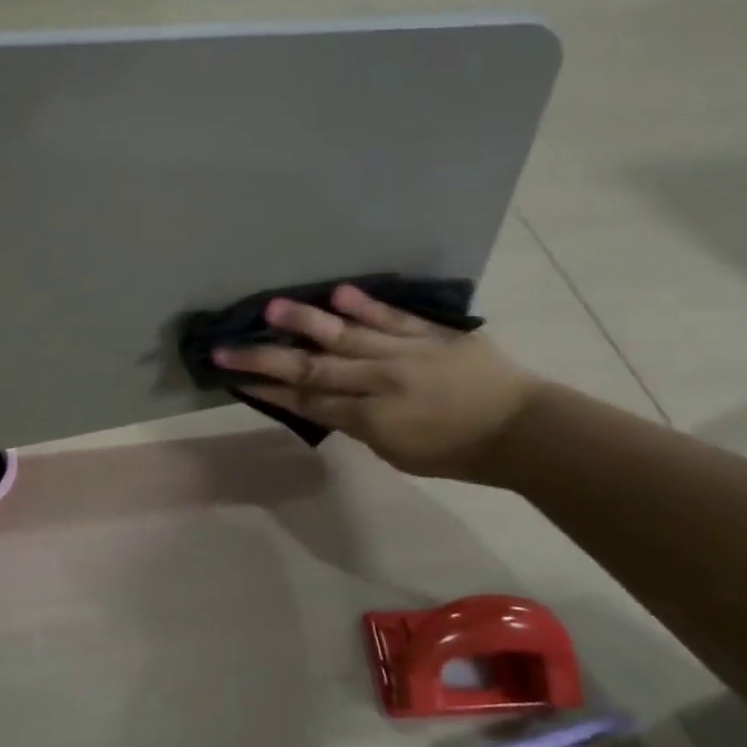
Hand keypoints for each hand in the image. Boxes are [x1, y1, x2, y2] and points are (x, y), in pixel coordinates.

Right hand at [212, 282, 544, 483]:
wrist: (522, 432)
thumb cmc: (456, 453)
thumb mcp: (397, 453)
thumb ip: (359, 424)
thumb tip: (326, 400)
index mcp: (370, 419)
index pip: (307, 401)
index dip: (267, 389)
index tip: (232, 377)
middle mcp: (379, 382)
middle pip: (312, 369)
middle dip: (264, 358)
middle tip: (225, 347)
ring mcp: (405, 353)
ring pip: (346, 336)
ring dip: (306, 322)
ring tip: (272, 306)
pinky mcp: (431, 334)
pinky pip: (394, 317)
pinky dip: (367, 306)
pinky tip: (338, 292)